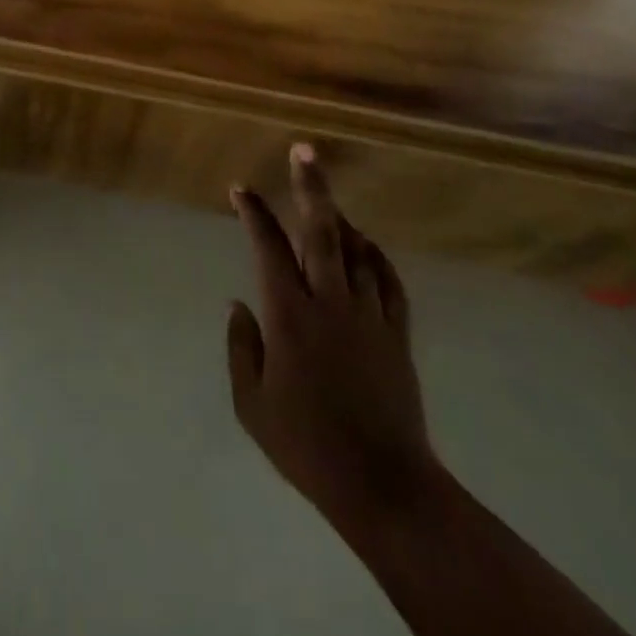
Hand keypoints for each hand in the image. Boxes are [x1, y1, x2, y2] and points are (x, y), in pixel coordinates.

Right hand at [227, 143, 439, 527]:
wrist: (382, 485)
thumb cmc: (306, 445)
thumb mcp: (251, 403)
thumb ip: (241, 346)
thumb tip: (238, 302)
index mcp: (289, 315)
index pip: (268, 247)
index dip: (253, 213)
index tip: (240, 189)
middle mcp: (330, 302)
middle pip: (322, 230)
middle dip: (310, 187)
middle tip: (304, 151)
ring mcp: (368, 315)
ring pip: (356, 249)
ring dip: (340, 218)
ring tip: (327, 199)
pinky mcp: (397, 334)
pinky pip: (388, 281)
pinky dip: (376, 256)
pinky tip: (368, 245)